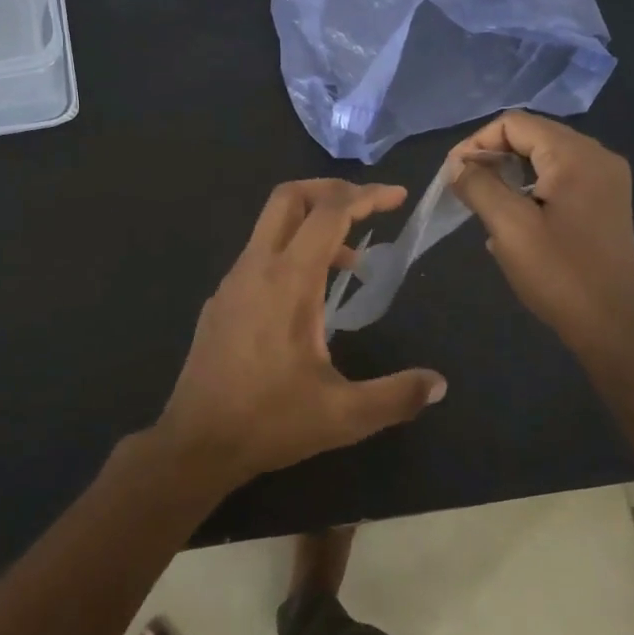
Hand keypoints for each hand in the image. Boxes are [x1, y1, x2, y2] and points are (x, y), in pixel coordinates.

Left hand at [156, 179, 447, 490]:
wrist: (195, 443)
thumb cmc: (270, 422)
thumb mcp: (343, 415)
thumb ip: (396, 396)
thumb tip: (438, 384)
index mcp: (288, 281)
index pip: (329, 213)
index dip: (366, 196)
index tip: (397, 197)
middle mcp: (256, 268)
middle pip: (289, 197)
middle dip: (331, 191)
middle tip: (368, 207)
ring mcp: (233, 282)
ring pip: (271, 225)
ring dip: (312, 226)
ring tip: (350, 264)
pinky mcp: (221, 301)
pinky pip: (260, 255)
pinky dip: (291, 252)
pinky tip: (308, 298)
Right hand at [449, 112, 633, 366]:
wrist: (612, 326)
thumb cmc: (559, 273)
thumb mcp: (508, 226)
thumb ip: (478, 185)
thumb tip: (457, 164)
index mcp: (576, 155)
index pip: (515, 124)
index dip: (477, 142)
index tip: (453, 175)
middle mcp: (597, 157)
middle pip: (533, 136)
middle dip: (493, 156)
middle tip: (464, 187)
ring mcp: (607, 180)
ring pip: (545, 158)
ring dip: (510, 173)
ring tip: (484, 202)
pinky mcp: (606, 203)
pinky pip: (560, 179)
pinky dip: (531, 188)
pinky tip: (513, 217)